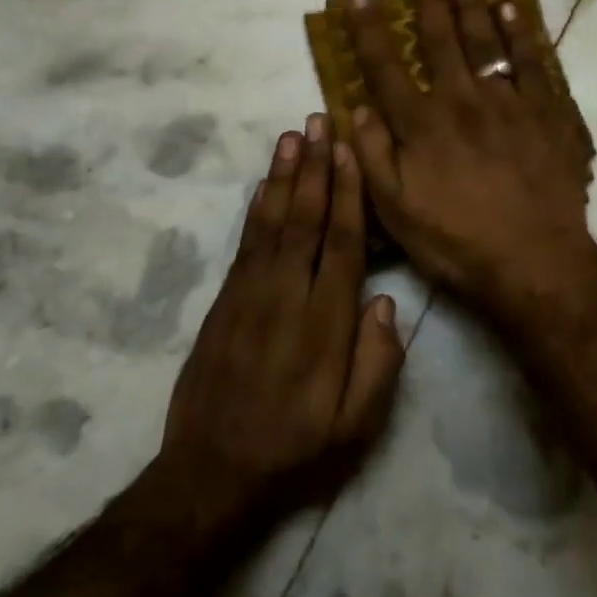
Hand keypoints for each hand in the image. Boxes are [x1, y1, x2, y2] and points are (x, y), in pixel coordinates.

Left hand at [160, 117, 404, 513]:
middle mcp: (287, 298)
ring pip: (272, 223)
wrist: (211, 475)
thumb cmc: (295, 449)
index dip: (348, 195)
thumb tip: (384, 301)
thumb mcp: (355, 426)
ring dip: (284, 176)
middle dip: (315, 168)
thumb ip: (378, 363)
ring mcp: (250, 296)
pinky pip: (245, 243)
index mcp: (325, 325)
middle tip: (320, 121)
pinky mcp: (224, 302)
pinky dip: (256, 207)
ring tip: (292, 135)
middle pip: (305, 220)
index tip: (350, 152)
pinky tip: (265, 183)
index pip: (342, 245)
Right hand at [343, 0, 596, 315]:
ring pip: (486, 41)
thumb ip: (373, 156)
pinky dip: (522, 33)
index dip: (369, 29)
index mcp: (422, 125)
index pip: (386, 67)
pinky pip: (534, 62)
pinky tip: (513, 10)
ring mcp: (509, 102)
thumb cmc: (457, 242)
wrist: (535, 262)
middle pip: (440, 40)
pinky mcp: (548, 112)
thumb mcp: (396, 212)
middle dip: (428, 0)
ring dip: (472, 4)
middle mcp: (462, 101)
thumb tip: (356, 107)